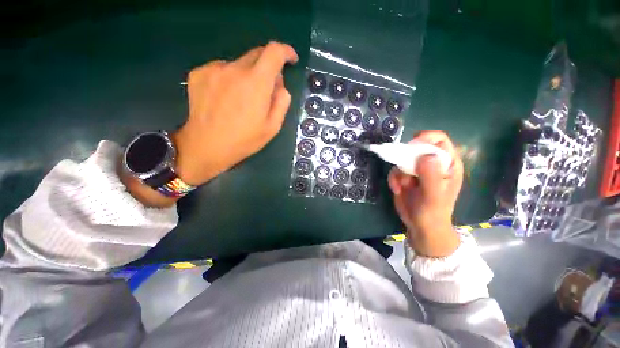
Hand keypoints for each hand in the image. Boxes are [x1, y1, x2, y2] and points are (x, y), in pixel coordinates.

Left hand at [173, 41, 298, 185]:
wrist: (206, 146)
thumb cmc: (244, 140)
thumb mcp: (273, 127)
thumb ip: (282, 101)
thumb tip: (279, 84)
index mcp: (256, 83)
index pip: (274, 52)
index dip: (285, 51)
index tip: (290, 59)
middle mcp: (234, 69)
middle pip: (257, 54)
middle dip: (268, 67)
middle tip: (266, 90)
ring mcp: (214, 69)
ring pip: (239, 63)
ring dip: (248, 75)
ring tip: (242, 100)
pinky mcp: (199, 73)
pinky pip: (222, 69)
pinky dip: (230, 78)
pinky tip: (226, 98)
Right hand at [388, 131, 463, 256]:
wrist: (421, 226)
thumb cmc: (433, 212)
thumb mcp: (434, 195)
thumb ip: (431, 175)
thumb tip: (425, 155)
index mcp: (447, 164)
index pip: (439, 140)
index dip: (425, 138)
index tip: (411, 147)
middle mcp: (432, 164)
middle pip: (417, 147)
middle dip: (406, 158)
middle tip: (403, 170)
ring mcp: (417, 170)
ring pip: (402, 159)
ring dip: (398, 172)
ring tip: (401, 186)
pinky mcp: (405, 176)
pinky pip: (395, 170)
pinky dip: (393, 179)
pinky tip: (396, 190)